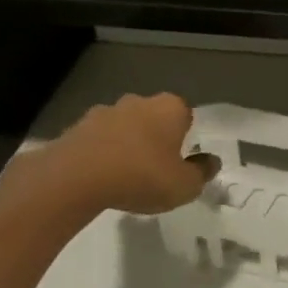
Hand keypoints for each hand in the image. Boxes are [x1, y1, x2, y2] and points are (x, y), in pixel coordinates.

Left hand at [15, 92, 217, 220]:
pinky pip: (98, 140)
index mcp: (170, 108)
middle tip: (156, 169)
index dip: (185, 137)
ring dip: (127, 145)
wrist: (75, 178)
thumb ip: (202, 173)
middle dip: (155, 137)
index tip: (181, 160)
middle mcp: (138, 101)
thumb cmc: (141, 176)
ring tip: (125, 177)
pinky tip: (101, 178)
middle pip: (153, 118)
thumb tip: (211, 162)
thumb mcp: (184, 185)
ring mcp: (104, 111)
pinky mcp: (76, 127)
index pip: (185, 115)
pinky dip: (102, 153)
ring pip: (124, 127)